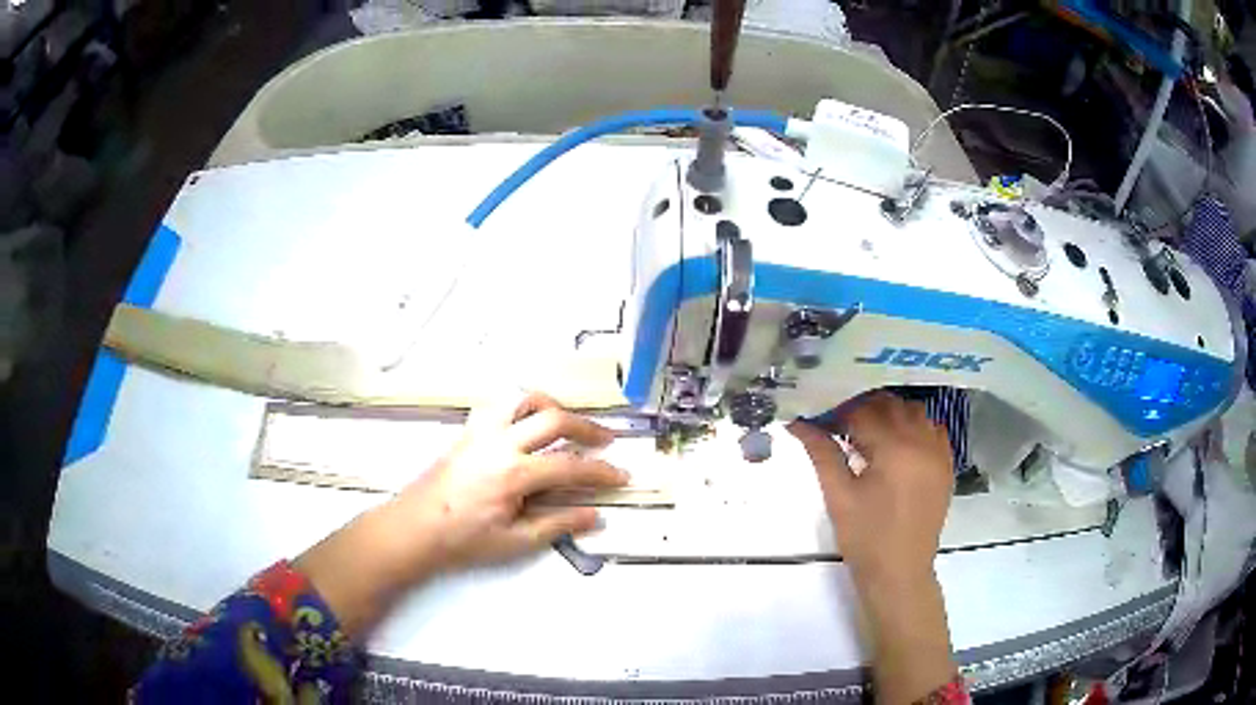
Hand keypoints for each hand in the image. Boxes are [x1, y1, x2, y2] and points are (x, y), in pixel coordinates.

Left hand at [296, 392, 626, 637]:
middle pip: (553, 418)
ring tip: (568, 422)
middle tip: (606, 440)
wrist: (414, 528)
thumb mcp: (515, 541)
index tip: (622, 475)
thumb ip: (558, 524)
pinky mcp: (468, 431)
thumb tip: (596, 515)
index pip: (570, 465)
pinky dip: (522, 406)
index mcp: (513, 473)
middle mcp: (500, 442)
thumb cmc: (463, 540)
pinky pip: (500, 404)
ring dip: (552, 406)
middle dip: (586, 427)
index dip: (601, 471)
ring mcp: (481, 431)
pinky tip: (528, 423)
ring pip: (523, 398)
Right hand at [788, 392, 957, 704]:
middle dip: (865, 409)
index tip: (822, 425)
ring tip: (871, 435)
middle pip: (892, 406)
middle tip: (843, 427)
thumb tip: (797, 423)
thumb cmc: (864, 538)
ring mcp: (939, 453)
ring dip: (892, 415)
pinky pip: (935, 430)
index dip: (839, 415)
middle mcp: (922, 442)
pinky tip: (900, 446)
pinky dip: (917, 428)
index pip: (863, 413)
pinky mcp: (946, 467)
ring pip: (916, 413)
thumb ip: (821, 454)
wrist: (900, 572)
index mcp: (894, 449)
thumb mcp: (838, 496)